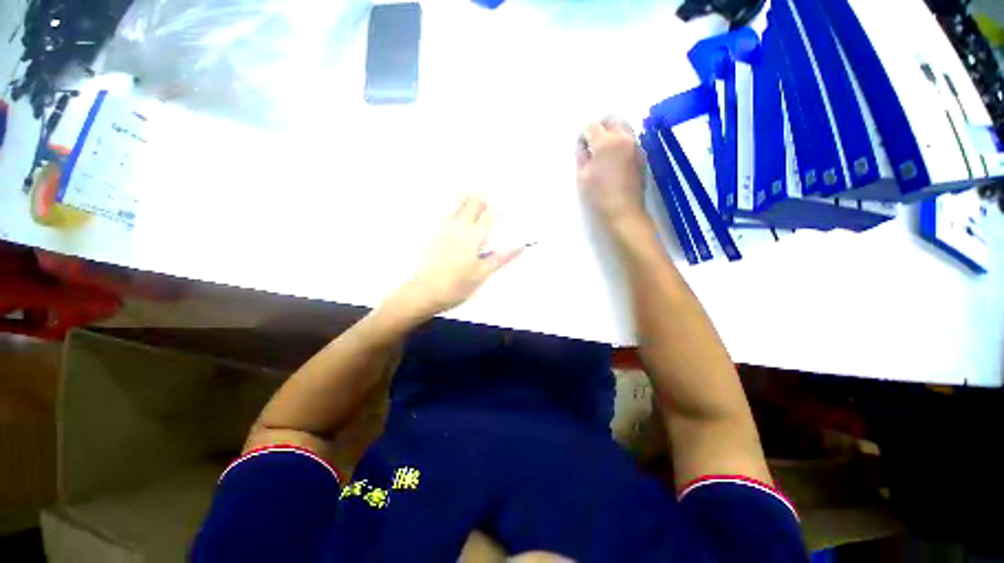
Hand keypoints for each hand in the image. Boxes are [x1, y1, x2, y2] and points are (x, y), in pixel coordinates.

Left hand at [388, 195, 522, 320]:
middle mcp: (458, 229)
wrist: (424, 292)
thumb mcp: (482, 274)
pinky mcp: (434, 236)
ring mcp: (444, 230)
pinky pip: (444, 214)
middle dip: (483, 199)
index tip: (510, 207)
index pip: (489, 216)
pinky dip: (452, 208)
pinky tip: (452, 210)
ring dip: (468, 199)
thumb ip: (500, 258)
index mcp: (472, 238)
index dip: (500, 209)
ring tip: (474, 194)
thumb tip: (520, 246)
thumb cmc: (456, 286)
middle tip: (491, 197)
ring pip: (457, 206)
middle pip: (472, 205)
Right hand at [576, 117, 647, 225]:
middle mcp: (624, 137)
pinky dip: (622, 142)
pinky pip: (631, 139)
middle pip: (611, 119)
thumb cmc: (599, 196)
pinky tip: (615, 159)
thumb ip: (582, 157)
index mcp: (606, 142)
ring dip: (612, 132)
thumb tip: (583, 147)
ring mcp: (636, 145)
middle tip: (592, 144)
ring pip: (624, 127)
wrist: (623, 212)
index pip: (591, 127)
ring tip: (604, 150)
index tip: (580, 150)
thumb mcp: (582, 177)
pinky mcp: (642, 155)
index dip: (583, 137)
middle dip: (600, 127)